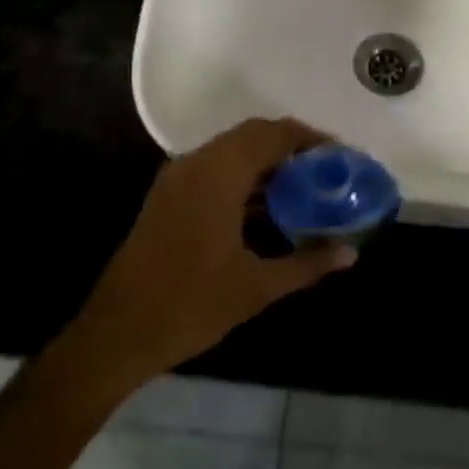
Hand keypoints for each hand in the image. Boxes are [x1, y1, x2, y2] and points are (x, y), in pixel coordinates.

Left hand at [72, 118, 357, 384]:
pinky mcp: (168, 196)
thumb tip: (351, 253)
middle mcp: (196, 164)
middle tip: (326, 170)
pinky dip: (245, 176)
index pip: (271, 134)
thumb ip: (307, 264)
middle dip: (291, 147)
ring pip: (232, 151)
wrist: (117, 333)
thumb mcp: (256, 287)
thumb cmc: (190, 305)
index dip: (309, 138)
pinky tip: (268, 207)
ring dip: (267, 161)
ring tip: (304, 187)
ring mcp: (177, 179)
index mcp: (218, 175)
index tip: (339, 155)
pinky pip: (215, 169)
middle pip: (252, 135)